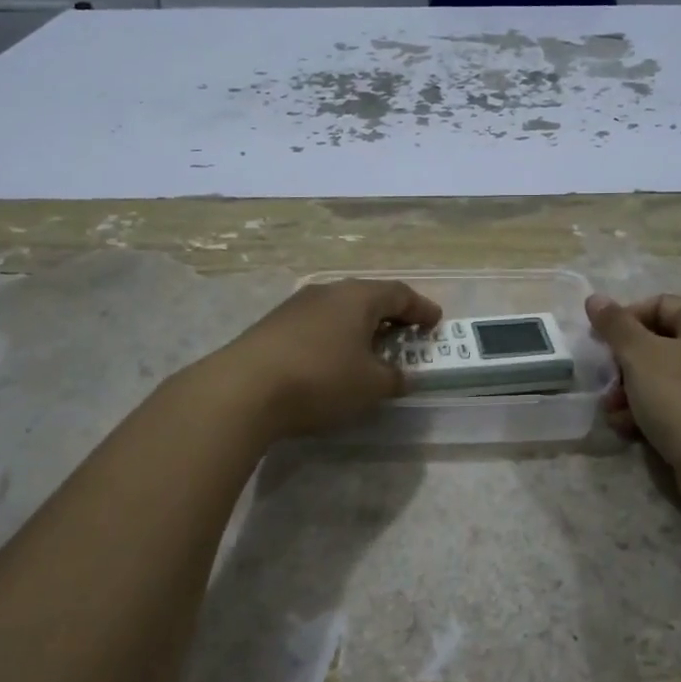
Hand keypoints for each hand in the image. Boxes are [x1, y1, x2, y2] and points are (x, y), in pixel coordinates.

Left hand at [210, 279, 441, 439]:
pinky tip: (332, 360)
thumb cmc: (321, 379)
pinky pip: (317, 325)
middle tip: (406, 334)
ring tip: (370, 350)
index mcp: (358, 297)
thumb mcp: (371, 386)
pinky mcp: (273, 325)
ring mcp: (296, 306)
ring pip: (339, 310)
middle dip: (390, 316)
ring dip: (359, 327)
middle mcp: (328, 292)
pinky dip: (334, 337)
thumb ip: (393, 378)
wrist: (244, 389)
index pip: (399, 294)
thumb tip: (399, 375)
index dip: (421, 308)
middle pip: (368, 297)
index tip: (435, 322)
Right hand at [586, 293, 680, 502]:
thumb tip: (594, 298)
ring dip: (634, 393)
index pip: (660, 305)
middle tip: (607, 385)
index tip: (601, 343)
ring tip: (614, 414)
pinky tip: (632, 431)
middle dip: (626, 366)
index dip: (625, 320)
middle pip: (663, 344)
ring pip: (669, 379)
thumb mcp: (640, 355)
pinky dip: (655, 413)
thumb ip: (615, 325)